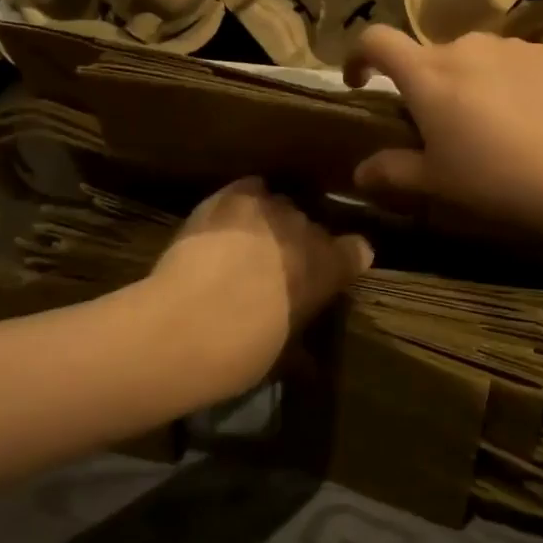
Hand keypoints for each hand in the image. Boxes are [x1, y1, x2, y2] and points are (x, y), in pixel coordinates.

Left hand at [141, 178, 371, 395]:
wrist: (184, 327)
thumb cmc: (241, 352)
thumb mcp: (282, 353)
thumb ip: (301, 333)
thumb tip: (307, 352)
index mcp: (329, 267)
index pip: (357, 250)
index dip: (344, 260)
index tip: (332, 274)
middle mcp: (307, 228)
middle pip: (312, 226)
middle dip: (300, 244)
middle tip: (277, 268)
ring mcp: (270, 207)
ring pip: (280, 205)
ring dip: (272, 223)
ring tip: (249, 243)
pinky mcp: (233, 196)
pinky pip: (249, 189)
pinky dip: (243, 203)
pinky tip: (228, 220)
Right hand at [344, 27, 542, 237]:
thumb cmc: (497, 177)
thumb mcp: (438, 181)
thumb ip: (393, 170)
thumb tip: (359, 171)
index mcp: (428, 74)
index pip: (377, 40)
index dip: (359, 55)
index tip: (361, 80)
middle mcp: (465, 46)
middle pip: (430, 57)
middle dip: (426, 85)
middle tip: (442, 126)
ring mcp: (511, 45)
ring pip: (475, 57)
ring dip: (471, 81)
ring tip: (493, 122)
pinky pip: (515, 61)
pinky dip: (510, 81)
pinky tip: (532, 115)